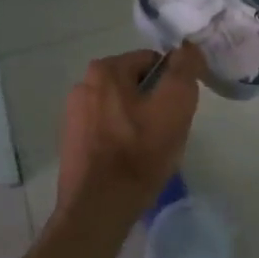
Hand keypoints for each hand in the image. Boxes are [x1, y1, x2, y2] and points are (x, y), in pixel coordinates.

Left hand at [55, 46, 204, 220]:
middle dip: (154, 103)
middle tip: (166, 133)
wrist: (98, 210)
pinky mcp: (71, 142)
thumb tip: (187, 48)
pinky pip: (106, 130)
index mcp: (104, 69)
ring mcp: (73, 115)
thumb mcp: (175, 105)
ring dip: (137, 122)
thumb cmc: (139, 154)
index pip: (151, 61)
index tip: (178, 112)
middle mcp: (83, 85)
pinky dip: (120, 139)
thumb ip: (184, 70)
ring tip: (149, 152)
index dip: (171, 84)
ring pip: (121, 108)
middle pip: (135, 85)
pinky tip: (129, 163)